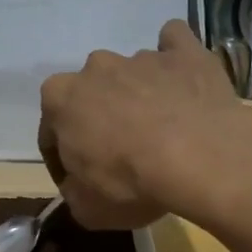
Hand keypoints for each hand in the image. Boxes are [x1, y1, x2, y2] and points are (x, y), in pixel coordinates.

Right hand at [38, 18, 251, 229]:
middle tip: (121, 152)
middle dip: (99, 117)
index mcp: (60, 99)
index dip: (62, 158)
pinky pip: (174, 43)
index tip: (79, 179)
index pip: (50, 130)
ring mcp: (141, 56)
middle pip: (90, 94)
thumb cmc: (131, 183)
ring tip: (163, 128)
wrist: (201, 159)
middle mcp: (95, 68)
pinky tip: (183, 78)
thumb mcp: (87, 208)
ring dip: (138, 95)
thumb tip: (79, 184)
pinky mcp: (184, 52)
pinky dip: (174, 59)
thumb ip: (73, 191)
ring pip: (131, 74)